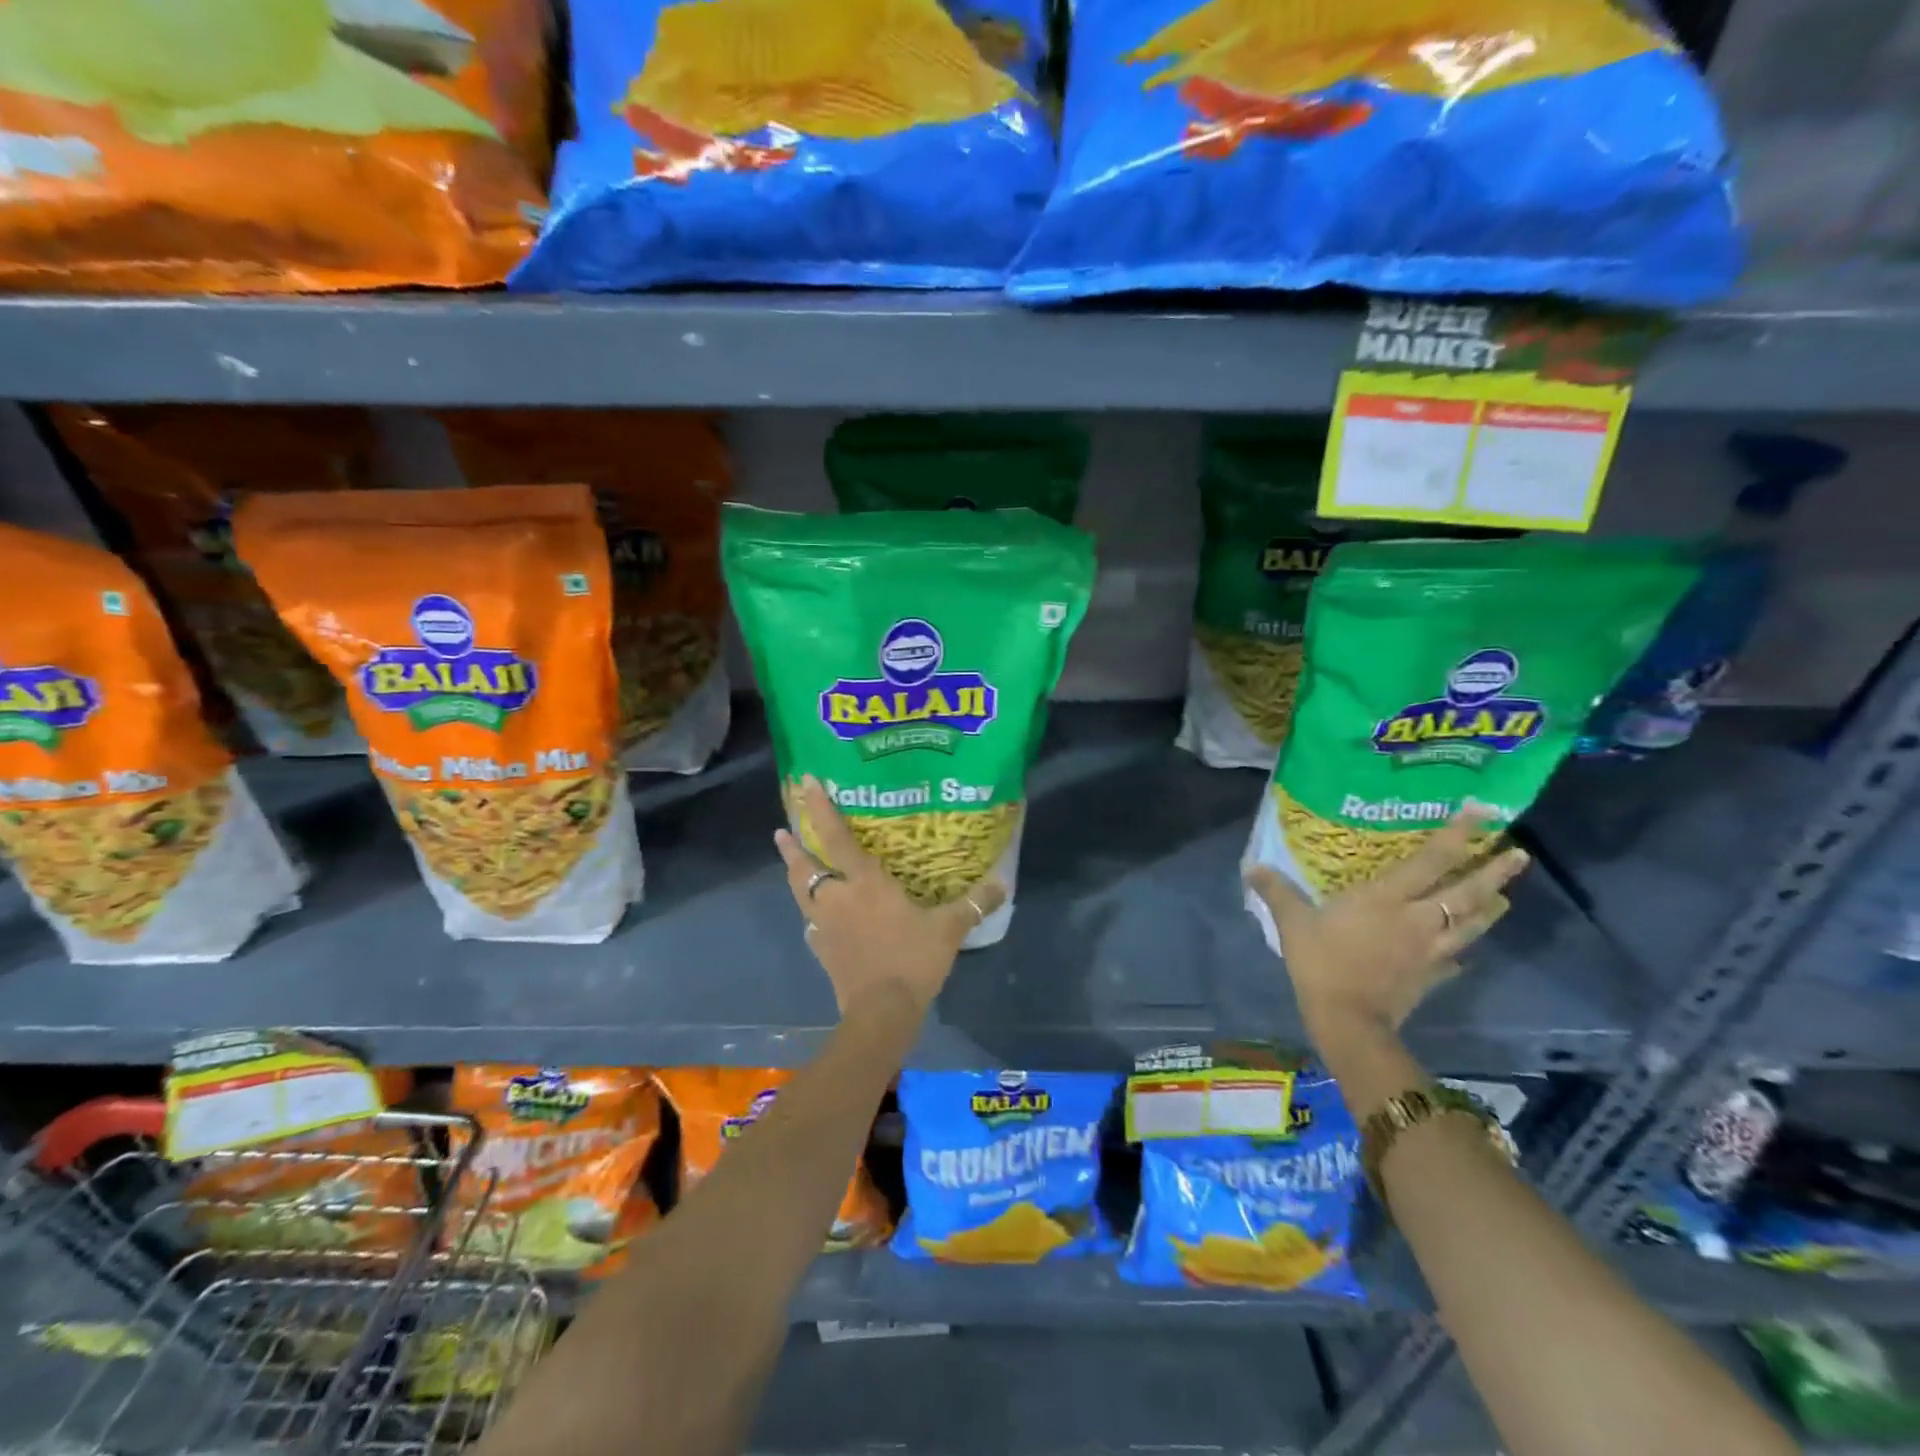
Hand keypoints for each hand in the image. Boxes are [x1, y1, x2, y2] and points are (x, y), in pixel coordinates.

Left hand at [774, 776, 1006, 1021]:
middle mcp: (836, 898)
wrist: (882, 1013)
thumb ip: (973, 903)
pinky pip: (811, 924)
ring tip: (790, 861)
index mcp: (864, 883)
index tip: (805, 783)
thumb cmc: (912, 960)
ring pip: (800, 893)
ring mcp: (824, 926)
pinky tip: (815, 918)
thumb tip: (1002, 883)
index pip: (835, 837)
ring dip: (794, 874)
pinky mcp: (822, 951)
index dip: (819, 808)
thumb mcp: (949, 929)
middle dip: (793, 846)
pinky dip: (811, 914)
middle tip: (782, 829)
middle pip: (805, 866)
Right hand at [1245, 809, 1529, 1042]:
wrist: (1348, 1020)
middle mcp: (1419, 919)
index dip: (1459, 834)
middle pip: (1467, 892)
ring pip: (1471, 924)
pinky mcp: (1431, 977)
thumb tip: (1251, 867)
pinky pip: (1455, 960)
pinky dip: (1461, 953)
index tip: (1482, 811)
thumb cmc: (1321, 963)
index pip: (1432, 860)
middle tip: (1518, 852)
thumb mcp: (1293, 923)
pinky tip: (1463, 954)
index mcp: (1388, 899)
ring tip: (1505, 895)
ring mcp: (1431, 950)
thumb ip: (1276, 892)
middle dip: (1495, 870)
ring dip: (1491, 907)